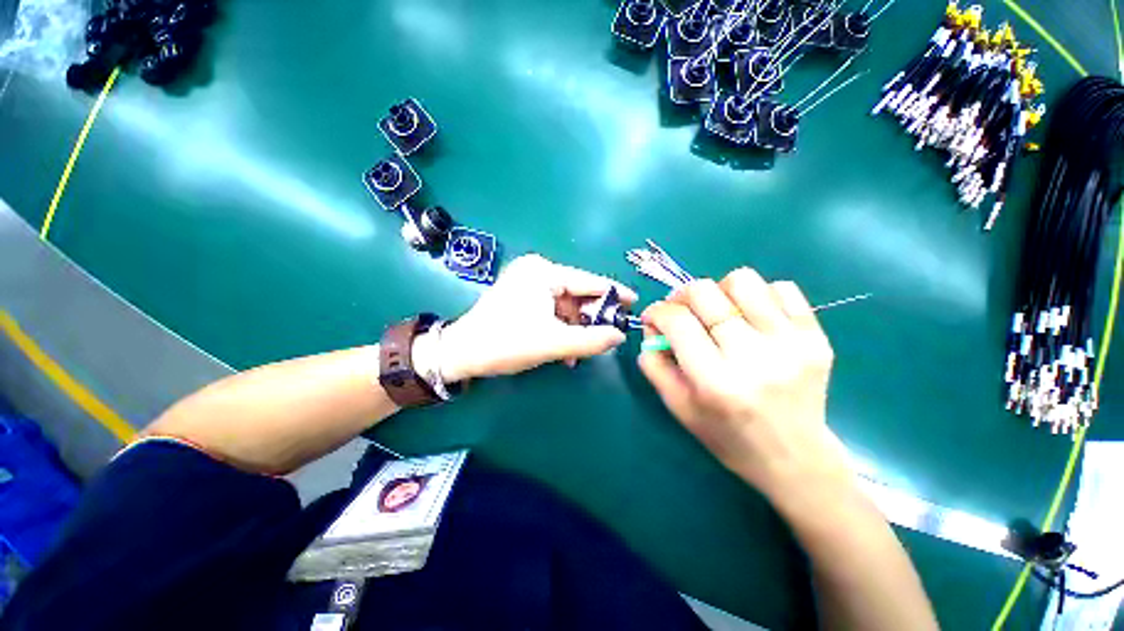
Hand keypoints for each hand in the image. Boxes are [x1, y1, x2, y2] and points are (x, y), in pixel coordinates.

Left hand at [439, 255, 637, 381]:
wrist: (461, 354)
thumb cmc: (507, 343)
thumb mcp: (554, 343)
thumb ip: (591, 339)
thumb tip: (620, 336)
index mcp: (543, 272)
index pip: (589, 281)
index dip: (614, 294)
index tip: (634, 303)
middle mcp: (536, 271)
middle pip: (577, 294)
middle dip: (590, 318)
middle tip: (606, 337)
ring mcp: (527, 282)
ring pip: (564, 305)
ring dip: (575, 328)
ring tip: (581, 352)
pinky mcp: (521, 295)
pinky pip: (551, 309)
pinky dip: (560, 328)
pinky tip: (565, 350)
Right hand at [638, 269, 851, 497]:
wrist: (794, 458)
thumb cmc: (726, 436)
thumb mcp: (677, 407)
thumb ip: (654, 363)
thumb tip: (651, 325)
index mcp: (716, 381)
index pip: (677, 320)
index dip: (657, 311)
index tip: (654, 317)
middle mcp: (754, 357)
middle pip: (705, 292)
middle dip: (681, 295)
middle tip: (681, 310)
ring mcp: (791, 344)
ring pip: (743, 280)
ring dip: (720, 290)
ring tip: (719, 312)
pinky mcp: (817, 338)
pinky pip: (783, 288)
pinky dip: (759, 295)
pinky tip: (752, 318)